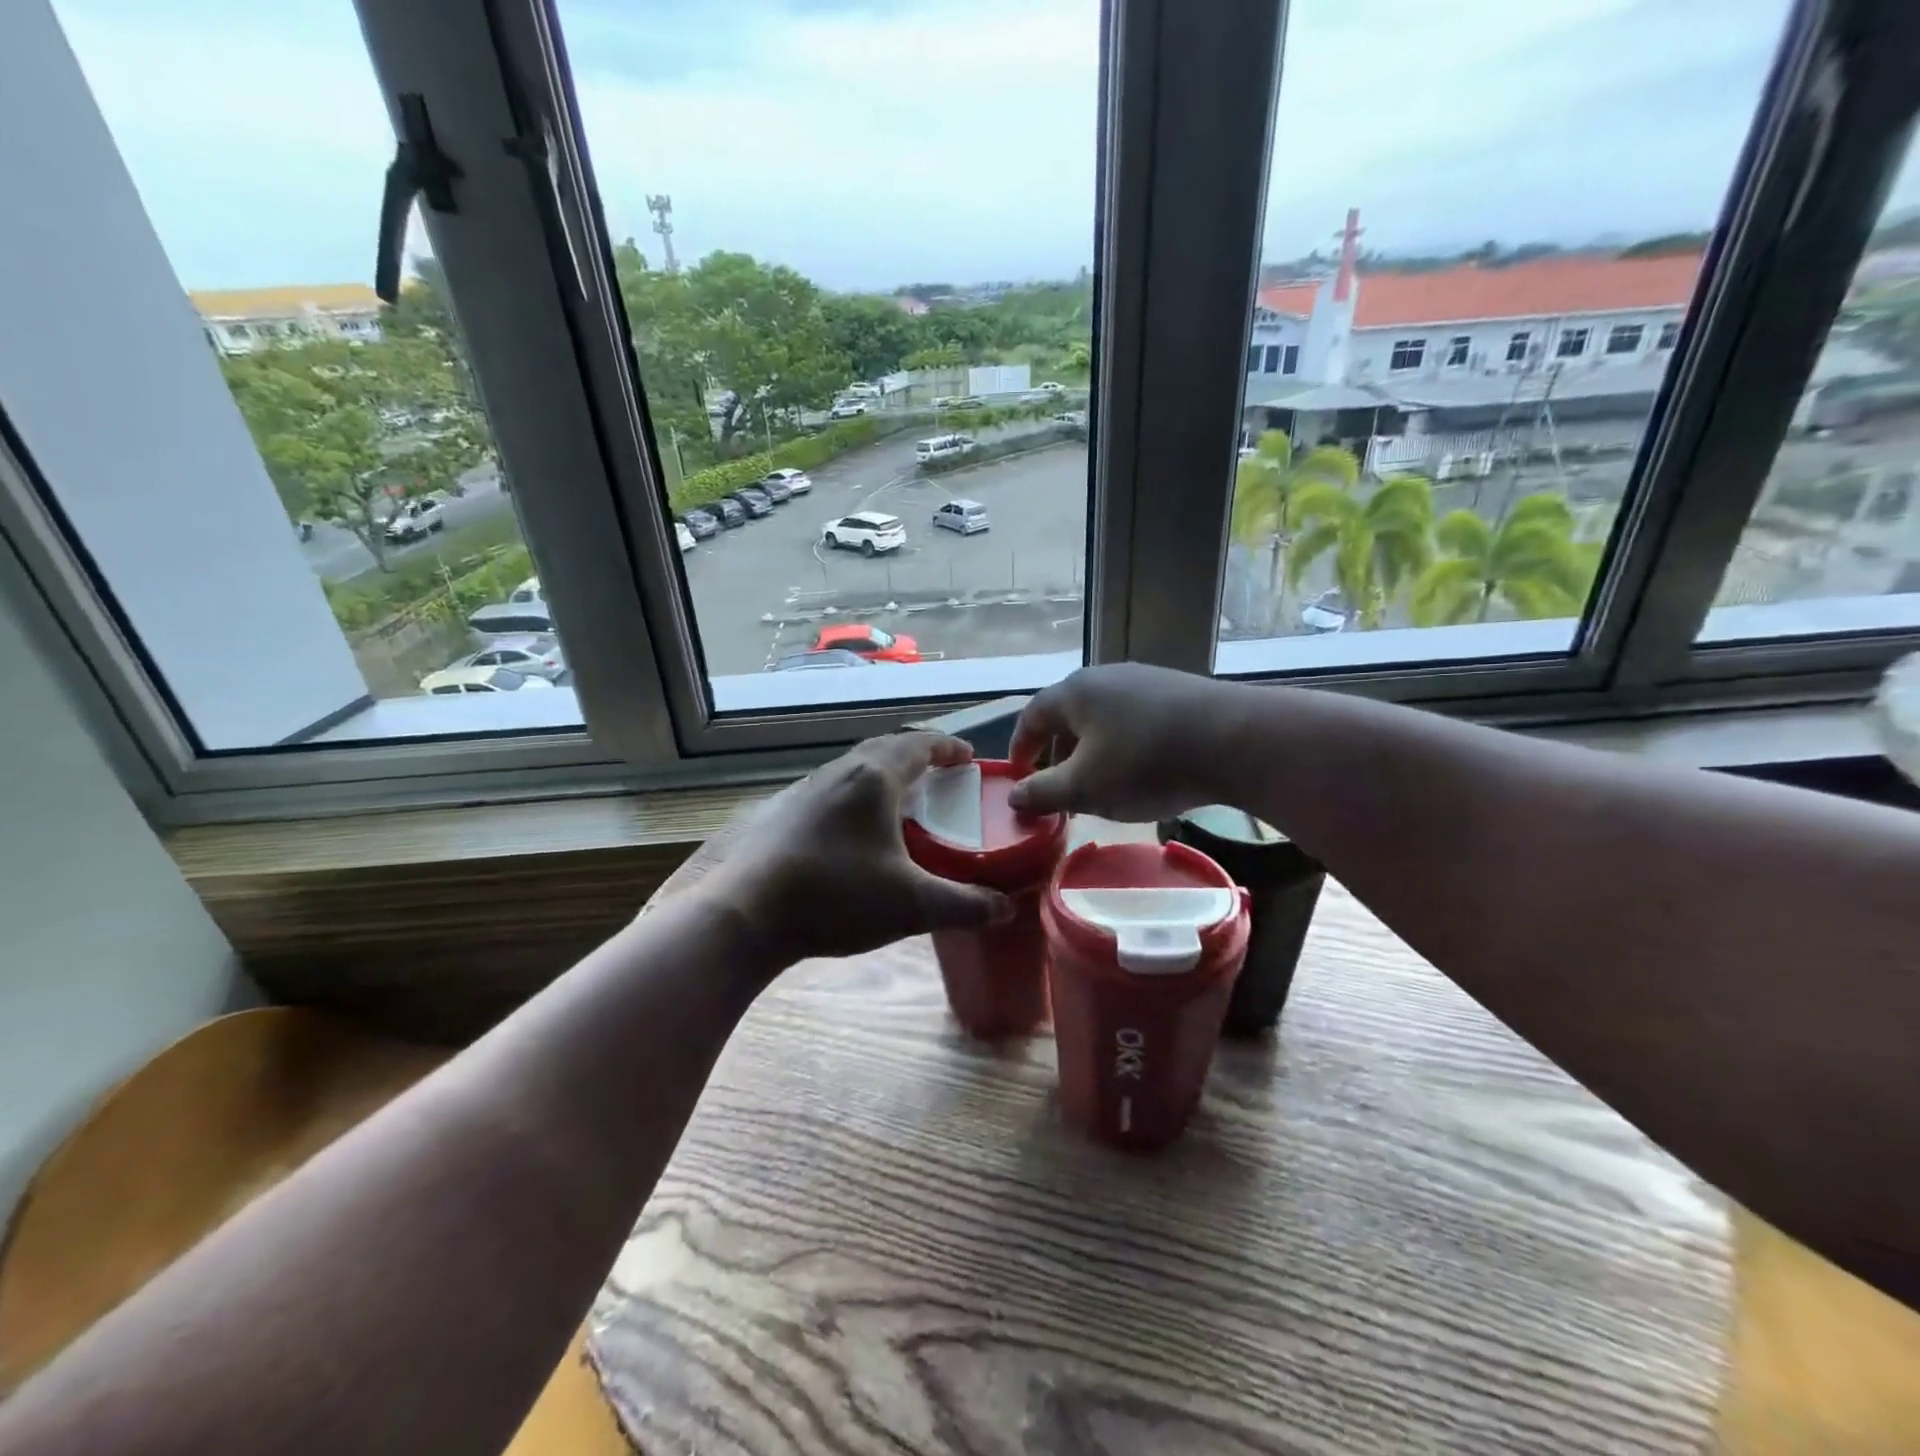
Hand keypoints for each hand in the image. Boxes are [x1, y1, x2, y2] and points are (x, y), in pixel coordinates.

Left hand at [701, 732, 1012, 967]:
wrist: (745, 913)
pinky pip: (832, 789)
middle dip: (917, 756)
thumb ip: (964, 905)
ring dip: (883, 775)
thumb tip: (1005, 908)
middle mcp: (839, 772)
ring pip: (855, 768)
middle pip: (885, 749)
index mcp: (874, 778)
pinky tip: (855, 832)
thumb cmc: (835, 897)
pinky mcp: (783, 812)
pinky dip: (856, 796)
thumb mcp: (911, 905)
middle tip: (940, 776)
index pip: (919, 745)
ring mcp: (805, 789)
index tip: (969, 757)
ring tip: (901, 801)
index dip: (948, 747)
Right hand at [1008, 663, 1242, 821]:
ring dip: (1092, 752)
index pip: (1032, 716)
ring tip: (1101, 785)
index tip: (1018, 777)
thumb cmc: (1145, 763)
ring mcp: (1145, 681)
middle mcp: (1105, 677)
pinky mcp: (1177, 692)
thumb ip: (1044, 793)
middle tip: (1060, 790)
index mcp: (1074, 692)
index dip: (1020, 748)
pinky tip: (1142, 771)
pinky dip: (1124, 746)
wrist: (1235, 740)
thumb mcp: (1086, 787)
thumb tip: (1015, 797)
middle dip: (1058, 754)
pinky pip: (1135, 720)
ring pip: (1103, 719)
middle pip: (1068, 716)